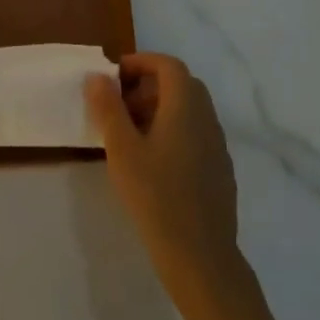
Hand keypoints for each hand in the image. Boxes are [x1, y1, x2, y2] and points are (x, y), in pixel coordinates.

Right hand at [86, 53, 242, 291]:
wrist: (201, 257)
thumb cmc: (156, 196)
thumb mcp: (121, 149)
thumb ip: (108, 108)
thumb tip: (99, 76)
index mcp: (186, 107)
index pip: (168, 65)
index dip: (141, 62)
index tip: (114, 76)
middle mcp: (207, 120)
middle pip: (181, 85)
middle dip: (148, 85)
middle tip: (119, 104)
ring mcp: (218, 147)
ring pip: (189, 111)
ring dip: (160, 109)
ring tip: (129, 133)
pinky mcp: (220, 171)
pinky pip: (196, 134)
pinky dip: (173, 131)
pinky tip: (152, 161)